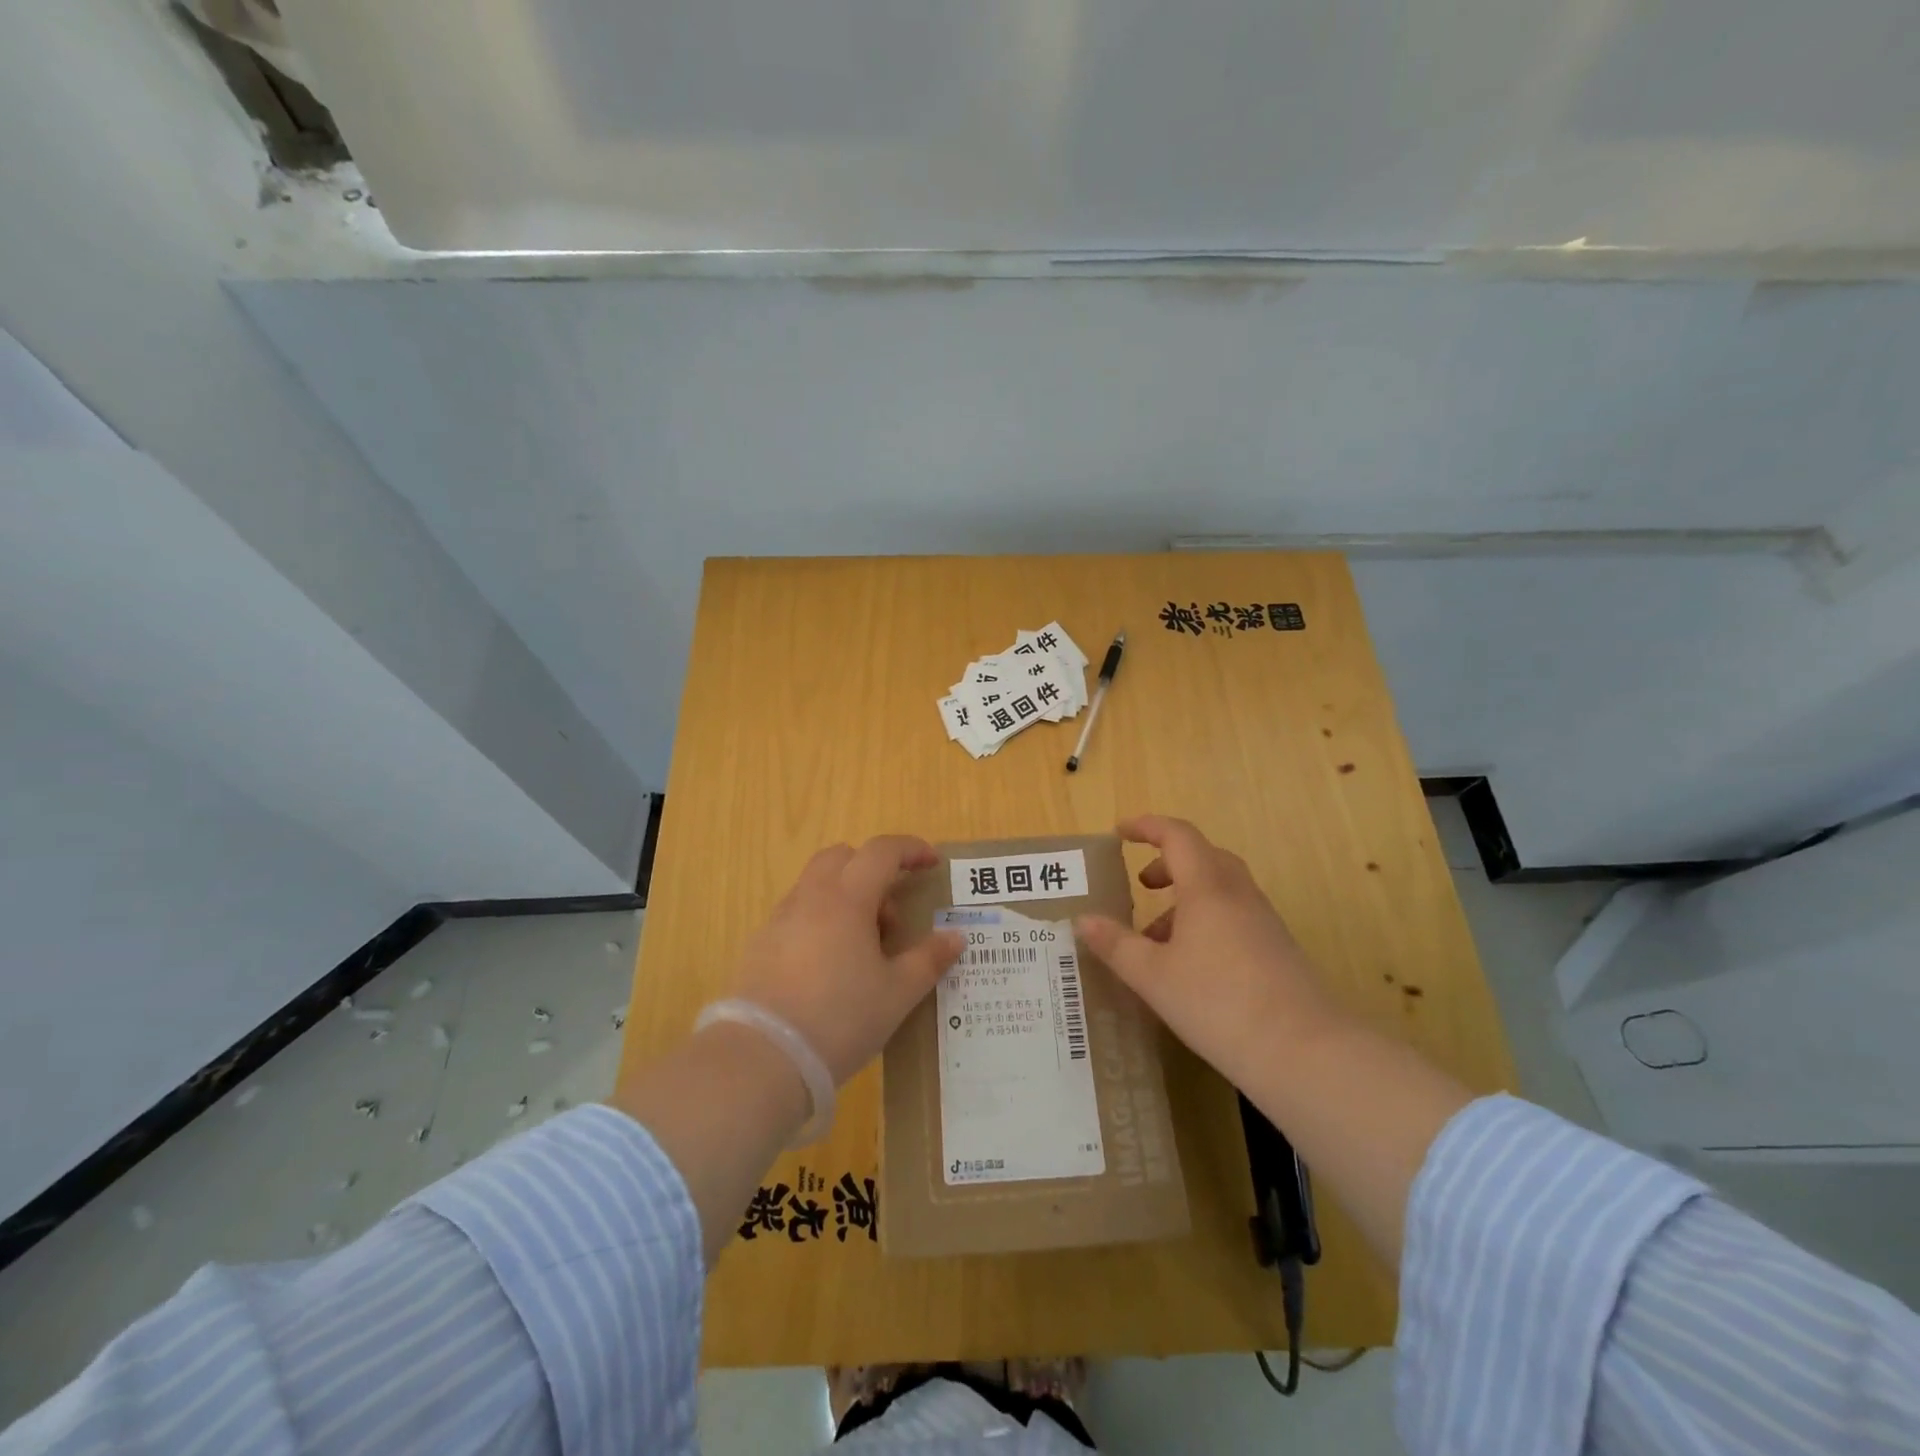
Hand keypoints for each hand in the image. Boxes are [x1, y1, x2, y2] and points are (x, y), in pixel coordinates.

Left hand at [731, 835, 964, 1085]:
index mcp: (847, 898)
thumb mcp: (897, 993)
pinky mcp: (760, 944)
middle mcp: (811, 897)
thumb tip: (955, 937)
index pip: (882, 851)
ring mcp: (780, 919)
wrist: (763, 1058)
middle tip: (892, 917)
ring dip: (847, 897)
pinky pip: (798, 913)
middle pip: (843, 857)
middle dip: (873, 871)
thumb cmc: (841, 1018)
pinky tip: (830, 967)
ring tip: (863, 949)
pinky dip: (821, 920)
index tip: (932, 863)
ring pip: (817, 885)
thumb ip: (929, 959)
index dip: (911, 850)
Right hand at [1076, 815, 1342, 1082]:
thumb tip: (1083, 920)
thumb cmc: (1217, 1002)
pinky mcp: (1277, 949)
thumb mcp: (1153, 976)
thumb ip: (1116, 945)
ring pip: (1220, 889)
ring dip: (1186, 898)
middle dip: (1169, 863)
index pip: (1177, 835)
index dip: (1147, 827)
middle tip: (1142, 884)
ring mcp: (1263, 921)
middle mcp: (1238, 894)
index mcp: (1207, 887)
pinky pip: (1235, 916)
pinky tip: (1191, 965)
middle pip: (1204, 857)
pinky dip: (1207, 922)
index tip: (1120, 832)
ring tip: (1157, 938)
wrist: (1303, 1051)